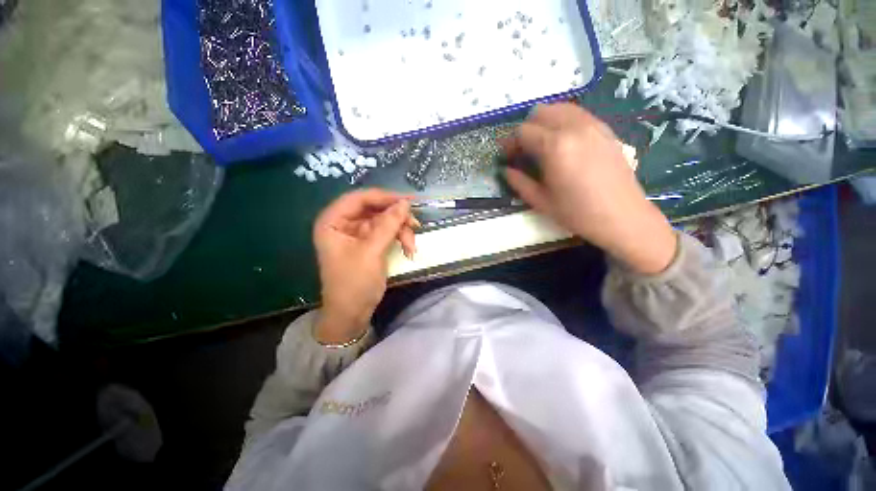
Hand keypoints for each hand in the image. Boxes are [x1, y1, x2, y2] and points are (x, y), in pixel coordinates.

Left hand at [313, 189, 416, 343]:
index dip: (384, 196)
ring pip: (385, 221)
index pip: (359, 198)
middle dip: (396, 217)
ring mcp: (358, 234)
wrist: (352, 313)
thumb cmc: (354, 282)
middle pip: (375, 209)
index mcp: (333, 221)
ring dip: (401, 230)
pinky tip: (409, 249)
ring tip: (412, 245)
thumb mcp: (371, 251)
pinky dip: (399, 238)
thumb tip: (405, 203)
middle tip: (415, 224)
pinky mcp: (370, 244)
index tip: (408, 200)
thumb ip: (388, 224)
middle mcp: (345, 223)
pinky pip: (388, 232)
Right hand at [504, 103, 676, 274]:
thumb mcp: (540, 201)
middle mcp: (574, 127)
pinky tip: (564, 144)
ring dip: (545, 123)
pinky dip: (564, 123)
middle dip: (527, 129)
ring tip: (542, 145)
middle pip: (541, 112)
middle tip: (524, 151)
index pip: (523, 131)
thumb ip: (519, 182)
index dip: (510, 143)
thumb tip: (506, 170)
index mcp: (555, 146)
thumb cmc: (577, 213)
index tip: (508, 158)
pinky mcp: (606, 130)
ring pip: (561, 108)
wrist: (622, 217)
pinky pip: (578, 115)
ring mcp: (593, 125)